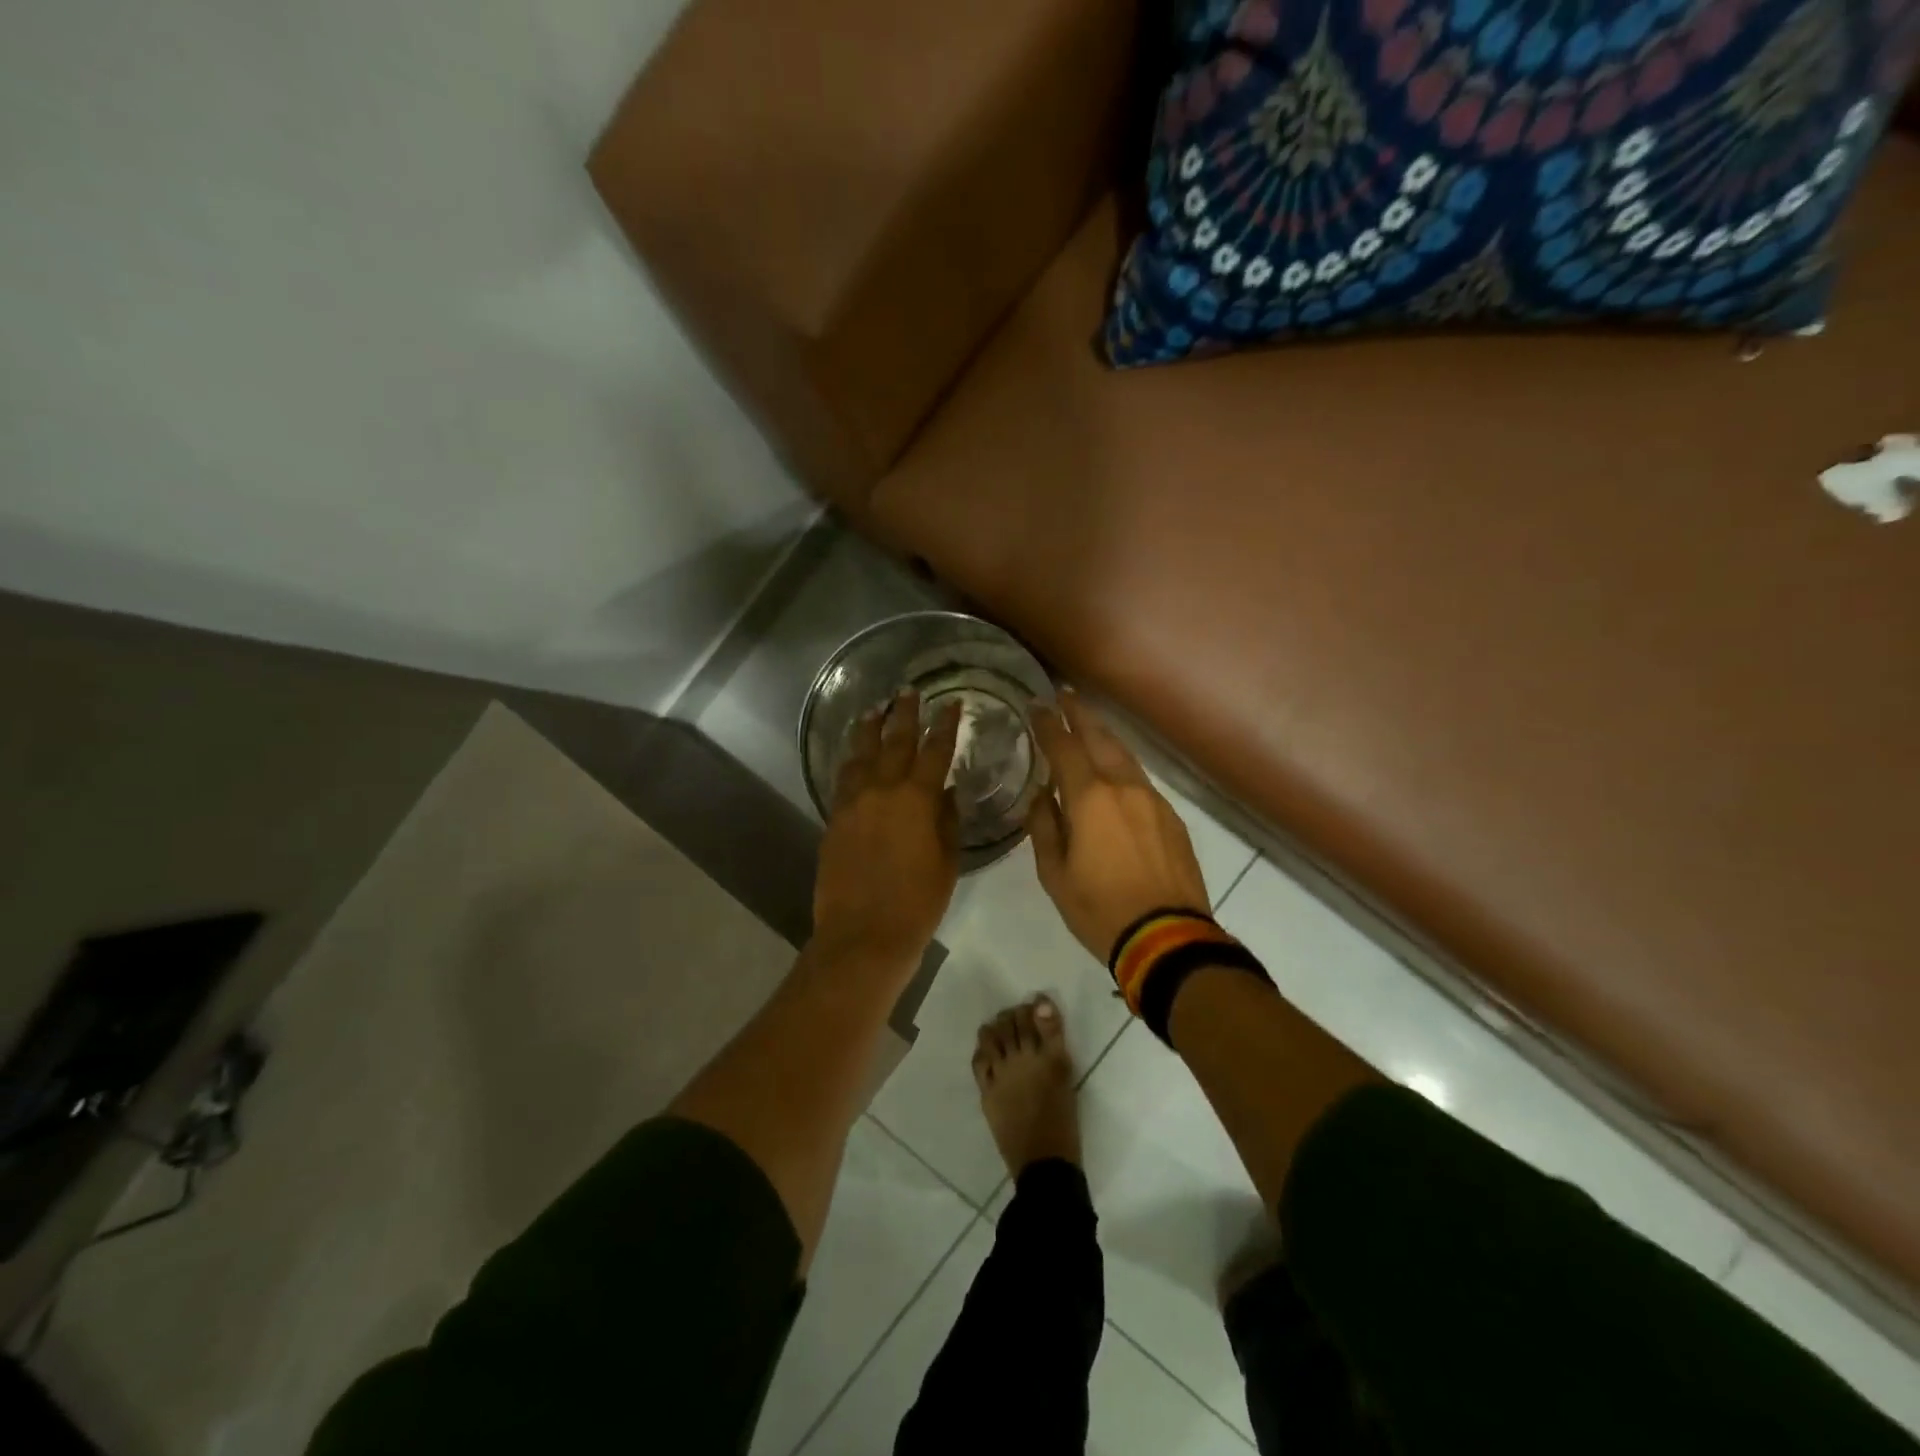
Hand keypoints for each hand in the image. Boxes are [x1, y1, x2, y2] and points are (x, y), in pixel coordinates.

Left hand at [813, 691, 963, 968]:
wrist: (863, 935)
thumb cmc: (918, 902)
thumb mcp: (947, 861)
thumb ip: (947, 820)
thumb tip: (946, 791)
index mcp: (917, 799)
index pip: (935, 750)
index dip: (945, 725)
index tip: (951, 704)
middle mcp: (883, 790)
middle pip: (895, 742)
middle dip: (904, 715)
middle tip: (908, 693)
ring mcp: (853, 803)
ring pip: (861, 754)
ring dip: (869, 729)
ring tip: (874, 709)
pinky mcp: (834, 819)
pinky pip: (843, 779)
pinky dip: (850, 760)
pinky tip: (853, 753)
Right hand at [1027, 692, 1209, 962]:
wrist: (1168, 938)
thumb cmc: (1100, 909)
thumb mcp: (1055, 874)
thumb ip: (1044, 828)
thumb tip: (1041, 796)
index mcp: (1090, 799)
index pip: (1064, 748)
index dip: (1048, 724)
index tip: (1036, 706)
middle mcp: (1124, 788)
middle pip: (1101, 738)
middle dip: (1081, 714)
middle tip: (1066, 695)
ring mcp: (1154, 801)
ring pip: (1125, 756)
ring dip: (1104, 736)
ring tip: (1089, 726)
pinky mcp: (1172, 818)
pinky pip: (1141, 780)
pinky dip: (1122, 766)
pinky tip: (1115, 773)